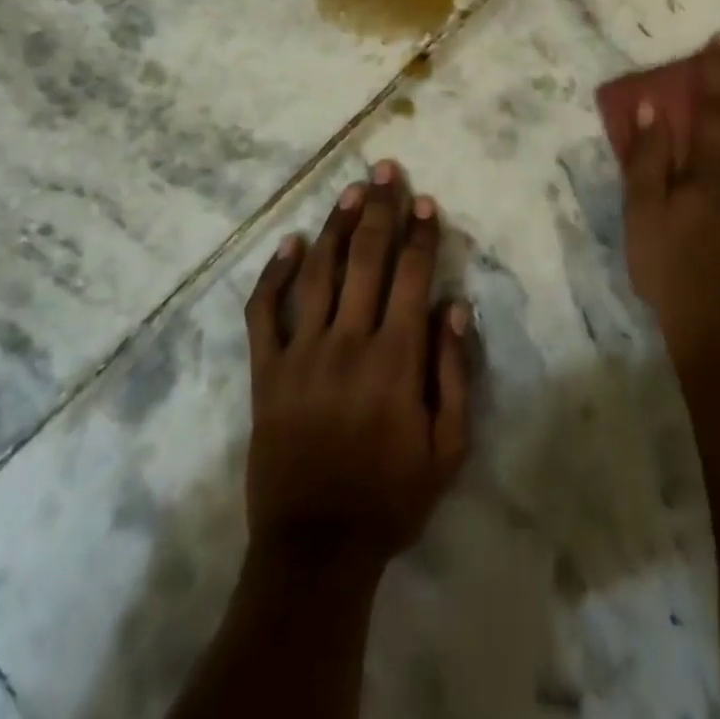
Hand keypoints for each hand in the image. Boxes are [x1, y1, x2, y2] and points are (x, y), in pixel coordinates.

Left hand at [241, 160, 473, 572]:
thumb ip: (455, 373)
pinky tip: (288, 242)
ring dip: (336, 226)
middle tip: (386, 170)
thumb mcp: (448, 449)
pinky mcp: (265, 372)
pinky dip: (273, 274)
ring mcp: (301, 353)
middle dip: (381, 209)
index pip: (412, 276)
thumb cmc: (392, 497)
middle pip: (367, 259)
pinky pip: (264, 312)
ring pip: (319, 272)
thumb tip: (454, 305)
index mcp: (396, 358)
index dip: (421, 234)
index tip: (426, 201)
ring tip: (351, 191)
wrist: (315, 548)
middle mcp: (348, 341)